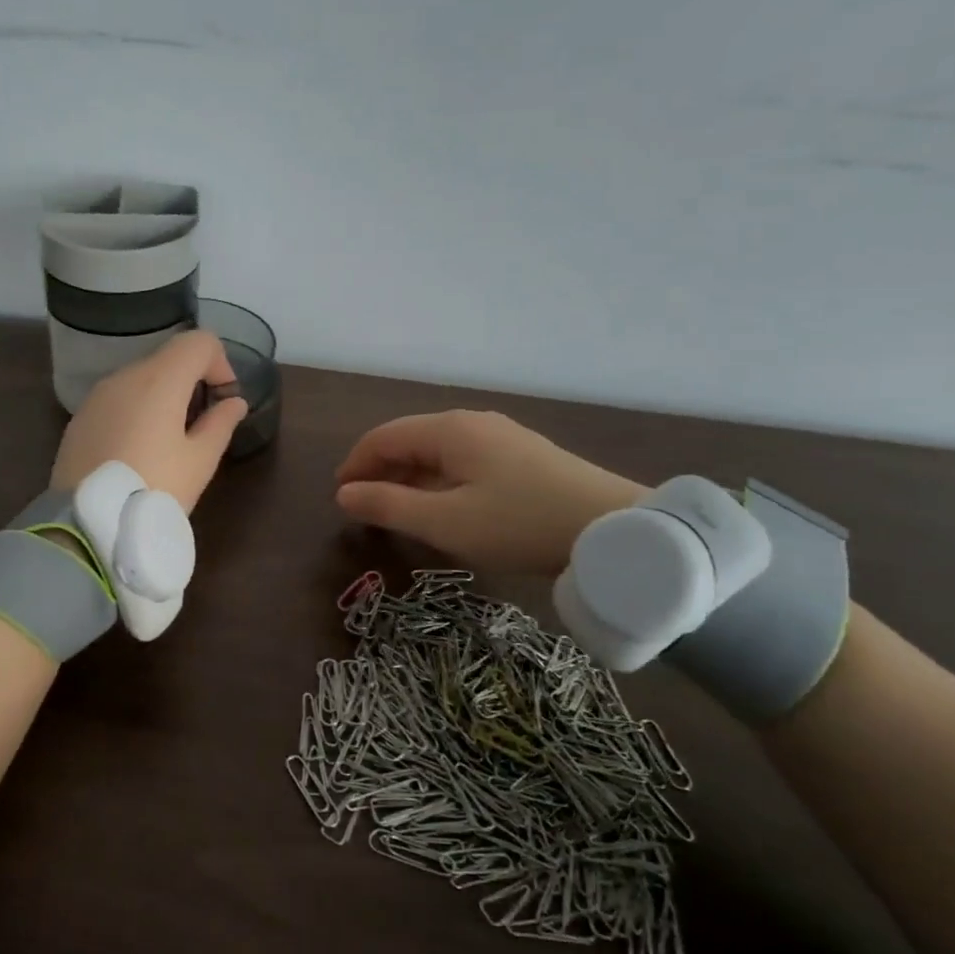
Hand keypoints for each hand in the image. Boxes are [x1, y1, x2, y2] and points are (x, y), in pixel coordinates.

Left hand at [51, 330, 248, 512]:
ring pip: (141, 378)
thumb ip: (220, 424)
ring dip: (163, 396)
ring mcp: (98, 394)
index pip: (199, 342)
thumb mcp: (199, 462)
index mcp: (160, 379)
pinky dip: (136, 409)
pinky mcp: (81, 416)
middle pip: (169, 358)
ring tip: (168, 441)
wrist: (87, 522)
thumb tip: (234, 403)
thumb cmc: (153, 488)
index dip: (220, 364)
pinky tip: (137, 450)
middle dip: (192, 381)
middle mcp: (126, 375)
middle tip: (201, 425)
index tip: (223, 400)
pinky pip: (118, 399)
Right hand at [334, 411, 644, 575]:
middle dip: (381, 470)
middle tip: (365, 508)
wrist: (614, 531)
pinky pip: (464, 461)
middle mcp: (472, 423)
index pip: (384, 436)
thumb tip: (344, 495)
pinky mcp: (524, 456)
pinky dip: (440, 480)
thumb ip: (388, 506)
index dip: (355, 464)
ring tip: (399, 511)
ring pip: (439, 451)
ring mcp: (502, 437)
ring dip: (410, 477)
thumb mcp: (445, 522)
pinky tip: (445, 506)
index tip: (340, 496)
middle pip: (411, 440)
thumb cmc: (518, 524)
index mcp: (449, 430)